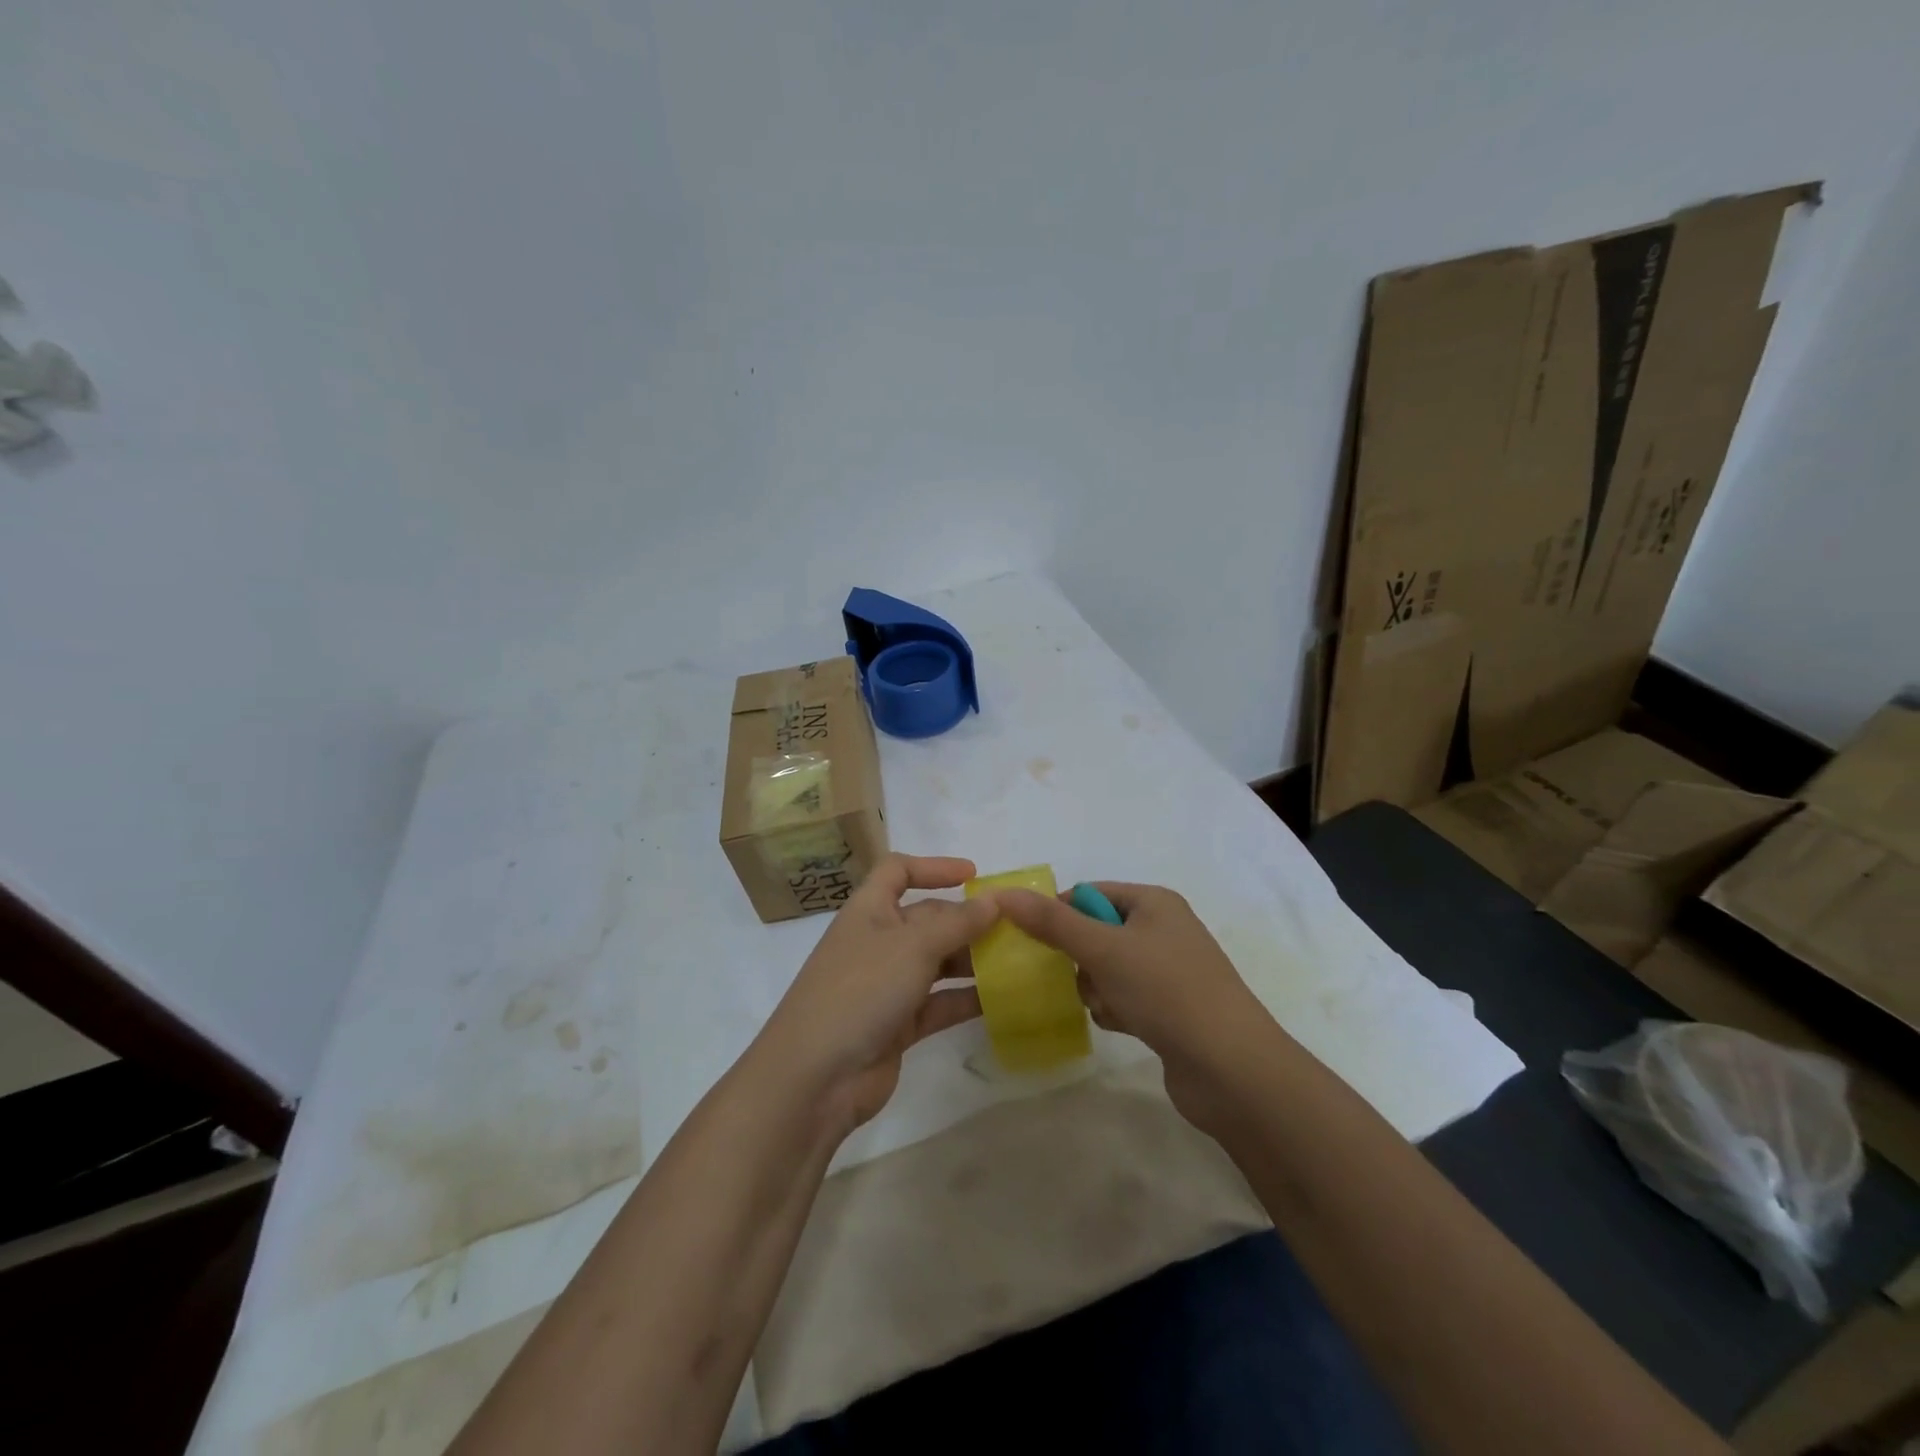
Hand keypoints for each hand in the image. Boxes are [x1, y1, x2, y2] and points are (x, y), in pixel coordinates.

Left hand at [755, 854, 998, 1134]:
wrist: (815, 1078)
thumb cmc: (861, 990)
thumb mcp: (913, 946)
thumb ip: (957, 922)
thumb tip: (994, 900)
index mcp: (869, 911)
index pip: (897, 871)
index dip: (933, 867)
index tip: (974, 875)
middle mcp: (878, 942)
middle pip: (926, 919)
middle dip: (966, 920)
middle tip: (1014, 926)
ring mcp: (887, 985)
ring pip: (937, 962)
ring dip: (972, 959)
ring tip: (1017, 960)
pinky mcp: (898, 1025)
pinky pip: (939, 1003)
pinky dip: (966, 998)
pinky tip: (1003, 999)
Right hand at [994, 882, 1267, 1129]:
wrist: (1232, 1069)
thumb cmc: (1166, 991)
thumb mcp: (1103, 949)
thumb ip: (1052, 922)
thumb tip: (1004, 893)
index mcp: (1154, 902)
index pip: (1090, 893)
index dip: (1060, 913)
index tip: (1034, 941)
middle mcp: (1163, 929)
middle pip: (1096, 932)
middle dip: (1080, 958)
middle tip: (1079, 977)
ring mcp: (1169, 971)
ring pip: (1106, 969)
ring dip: (1096, 988)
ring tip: (1107, 1006)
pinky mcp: (1170, 1009)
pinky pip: (1124, 997)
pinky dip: (1115, 1010)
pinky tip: (1124, 1025)